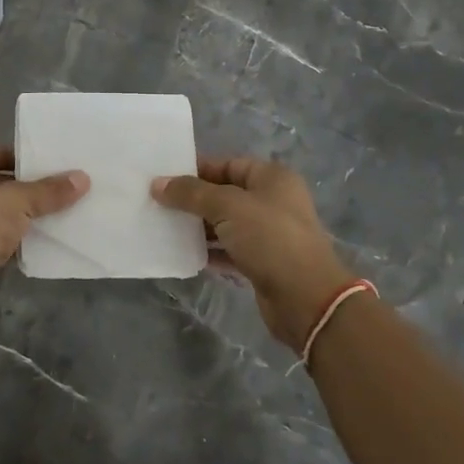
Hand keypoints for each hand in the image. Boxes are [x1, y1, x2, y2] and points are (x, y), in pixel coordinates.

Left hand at [0, 146, 88, 325]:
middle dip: (20, 186)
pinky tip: (38, 238)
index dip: (11, 156)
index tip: (41, 164)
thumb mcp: (17, 201)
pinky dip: (10, 236)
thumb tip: (83, 178)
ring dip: (17, 213)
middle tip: (54, 187)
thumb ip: (48, 190)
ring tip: (52, 211)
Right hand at [152, 157, 358, 352]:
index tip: (163, 178)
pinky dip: (209, 251)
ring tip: (164, 227)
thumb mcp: (227, 207)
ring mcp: (269, 234)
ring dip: (198, 227)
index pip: (227, 164)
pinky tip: (183, 253)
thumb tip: (157, 184)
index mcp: (272, 178)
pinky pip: (229, 250)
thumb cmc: (270, 239)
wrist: (306, 298)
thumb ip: (191, 193)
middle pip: (225, 194)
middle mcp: (272, 201)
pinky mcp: (263, 263)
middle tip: (157, 203)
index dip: (196, 170)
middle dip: (193, 200)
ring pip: (225, 224)